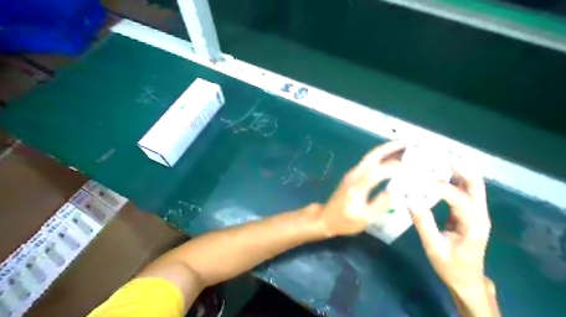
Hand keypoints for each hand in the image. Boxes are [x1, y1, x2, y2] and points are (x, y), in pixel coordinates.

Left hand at [315, 140, 406, 236]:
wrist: (327, 218)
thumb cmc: (345, 221)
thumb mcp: (365, 219)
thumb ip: (380, 205)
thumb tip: (395, 192)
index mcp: (357, 187)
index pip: (376, 172)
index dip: (393, 167)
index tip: (411, 166)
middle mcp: (354, 175)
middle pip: (373, 156)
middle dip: (390, 147)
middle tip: (408, 142)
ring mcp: (353, 173)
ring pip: (371, 156)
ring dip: (386, 150)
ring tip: (403, 147)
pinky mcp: (353, 175)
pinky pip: (369, 161)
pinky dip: (381, 156)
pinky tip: (391, 158)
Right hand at [407, 163, 491, 291]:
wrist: (467, 279)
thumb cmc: (450, 266)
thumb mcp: (433, 247)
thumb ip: (423, 222)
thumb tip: (409, 198)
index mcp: (473, 225)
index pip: (460, 198)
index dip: (440, 187)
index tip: (418, 180)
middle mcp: (480, 214)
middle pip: (475, 182)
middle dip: (457, 166)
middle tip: (434, 156)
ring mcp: (477, 212)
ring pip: (472, 183)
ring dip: (455, 169)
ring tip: (435, 159)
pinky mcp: (470, 212)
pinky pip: (463, 189)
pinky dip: (452, 177)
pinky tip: (436, 173)